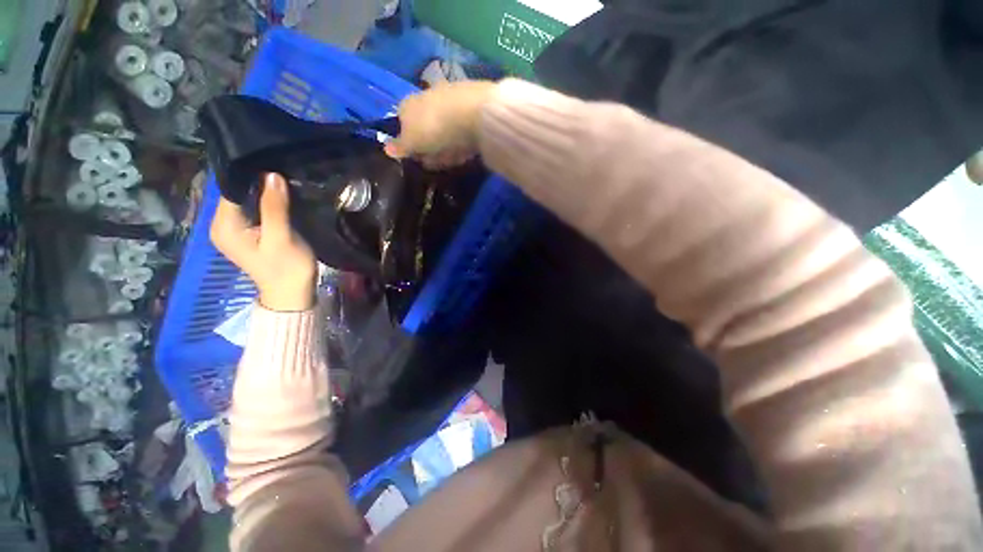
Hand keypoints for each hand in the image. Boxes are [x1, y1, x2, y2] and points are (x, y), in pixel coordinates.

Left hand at [210, 173, 316, 311]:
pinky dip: (264, 202)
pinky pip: (251, 210)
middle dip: (257, 183)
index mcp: (223, 226)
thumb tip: (272, 175)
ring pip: (244, 200)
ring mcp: (232, 230)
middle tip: (282, 172)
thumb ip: (275, 207)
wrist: (293, 294)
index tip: (274, 165)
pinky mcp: (245, 234)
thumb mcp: (282, 238)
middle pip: (236, 194)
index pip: (231, 190)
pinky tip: (279, 199)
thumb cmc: (287, 268)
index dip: (251, 176)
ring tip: (283, 183)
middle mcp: (221, 225)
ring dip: (262, 192)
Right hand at [384, 80, 496, 168]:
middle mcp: (427, 97)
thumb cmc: (434, 128)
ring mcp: (450, 99)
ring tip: (455, 157)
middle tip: (438, 162)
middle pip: (426, 128)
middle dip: (431, 147)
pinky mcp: (471, 106)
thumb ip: (401, 146)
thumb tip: (387, 149)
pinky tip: (467, 150)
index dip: (411, 145)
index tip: (420, 159)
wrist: (473, 113)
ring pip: (445, 130)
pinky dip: (462, 141)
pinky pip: (462, 129)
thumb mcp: (412, 141)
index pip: (403, 124)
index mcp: (408, 104)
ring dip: (447, 147)